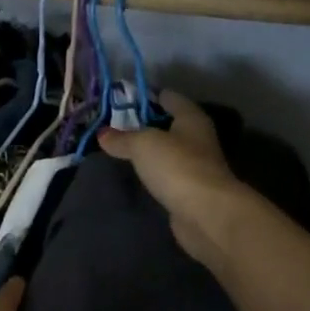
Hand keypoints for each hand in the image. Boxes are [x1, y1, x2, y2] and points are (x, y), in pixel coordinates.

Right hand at [98, 91, 247, 265]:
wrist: (207, 214)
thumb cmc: (177, 166)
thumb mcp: (143, 144)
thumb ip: (122, 137)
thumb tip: (102, 134)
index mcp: (191, 117)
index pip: (167, 96)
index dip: (144, 96)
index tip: (118, 101)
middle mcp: (196, 137)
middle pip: (167, 123)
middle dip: (142, 124)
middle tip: (111, 126)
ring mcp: (195, 165)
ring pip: (166, 150)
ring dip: (147, 150)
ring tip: (117, 149)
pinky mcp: (189, 189)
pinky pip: (166, 173)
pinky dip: (152, 171)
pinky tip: (134, 174)